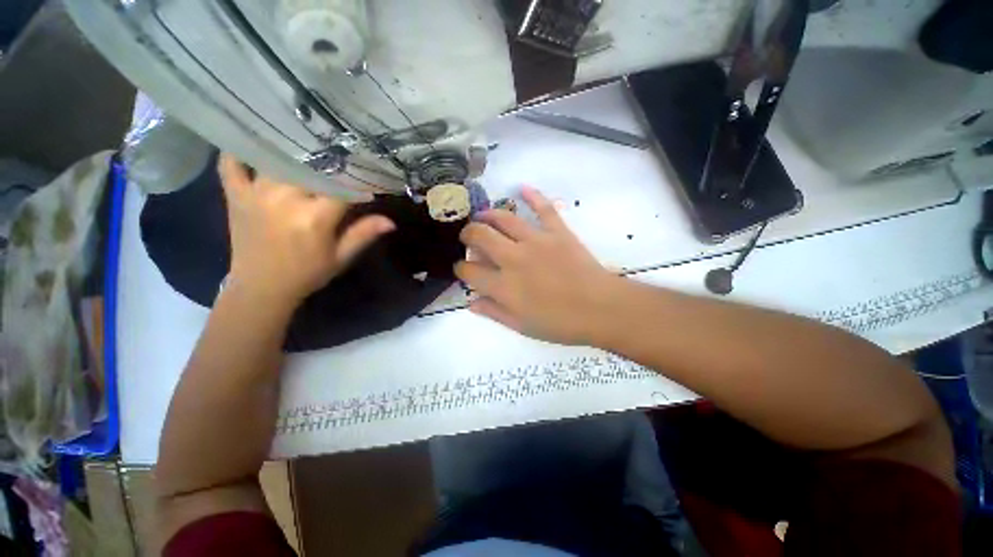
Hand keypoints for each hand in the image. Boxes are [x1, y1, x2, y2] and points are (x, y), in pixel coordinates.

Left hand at [219, 154, 393, 306]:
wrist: (262, 287)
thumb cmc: (308, 273)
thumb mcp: (341, 257)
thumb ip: (363, 234)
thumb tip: (391, 221)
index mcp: (315, 217)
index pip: (342, 187)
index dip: (358, 180)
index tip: (367, 176)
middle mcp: (285, 198)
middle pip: (310, 166)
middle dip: (327, 162)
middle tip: (338, 159)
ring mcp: (256, 193)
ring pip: (277, 158)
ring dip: (292, 152)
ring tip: (306, 143)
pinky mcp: (235, 194)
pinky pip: (231, 163)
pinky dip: (239, 151)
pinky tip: (253, 143)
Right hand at [455, 187, 619, 344]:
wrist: (601, 309)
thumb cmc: (561, 323)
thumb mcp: (522, 326)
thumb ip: (494, 312)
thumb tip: (471, 302)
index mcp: (504, 286)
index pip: (469, 271)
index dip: (461, 269)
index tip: (463, 269)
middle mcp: (514, 258)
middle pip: (480, 236)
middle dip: (468, 234)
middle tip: (468, 236)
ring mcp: (536, 241)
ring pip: (504, 218)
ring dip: (488, 214)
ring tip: (482, 216)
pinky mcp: (558, 232)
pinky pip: (543, 208)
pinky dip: (533, 196)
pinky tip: (522, 188)